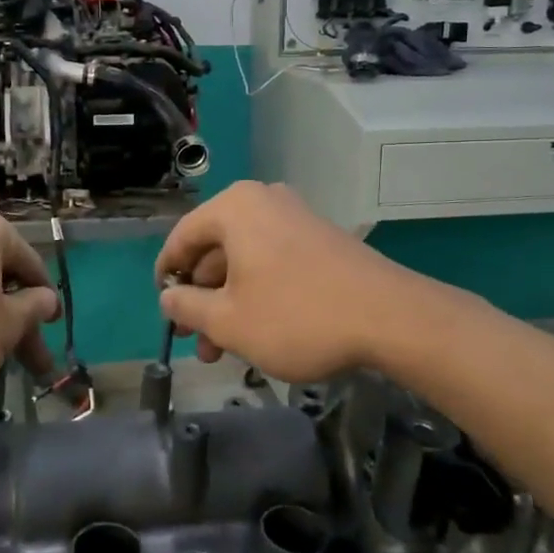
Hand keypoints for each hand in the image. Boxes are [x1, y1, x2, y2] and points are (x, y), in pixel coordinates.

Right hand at [155, 181, 444, 383]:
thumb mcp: (229, 320)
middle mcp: (263, 201)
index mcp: (234, 208)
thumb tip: (168, 297)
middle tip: (196, 341)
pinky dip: (257, 293)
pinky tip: (257, 332)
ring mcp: (296, 218)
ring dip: (228, 303)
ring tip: (224, 351)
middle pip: (215, 249)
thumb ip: (187, 307)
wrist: (390, 318)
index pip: (182, 237)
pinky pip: (273, 261)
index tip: (163, 308)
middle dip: (202, 299)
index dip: (167, 275)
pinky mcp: (320, 239)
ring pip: (244, 261)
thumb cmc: (296, 315)